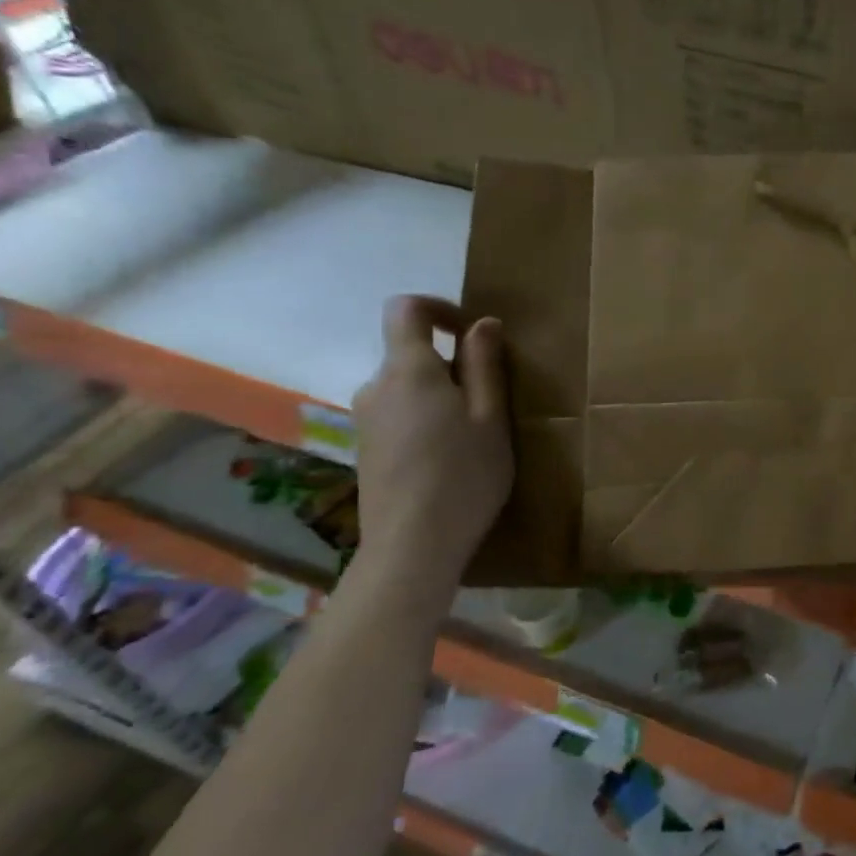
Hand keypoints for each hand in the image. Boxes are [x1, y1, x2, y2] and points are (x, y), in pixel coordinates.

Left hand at [352, 296, 513, 584]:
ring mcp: (365, 421)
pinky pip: (398, 416)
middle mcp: (376, 387)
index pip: (405, 309)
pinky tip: (447, 460)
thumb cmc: (463, 475)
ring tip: (473, 436)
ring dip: (438, 396)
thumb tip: (482, 323)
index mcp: (408, 370)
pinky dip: (424, 421)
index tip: (472, 333)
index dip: (439, 307)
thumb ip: (484, 364)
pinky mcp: (364, 451)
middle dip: (450, 364)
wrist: (411, 547)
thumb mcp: (490, 416)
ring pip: (406, 389)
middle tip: (490, 401)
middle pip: (410, 354)